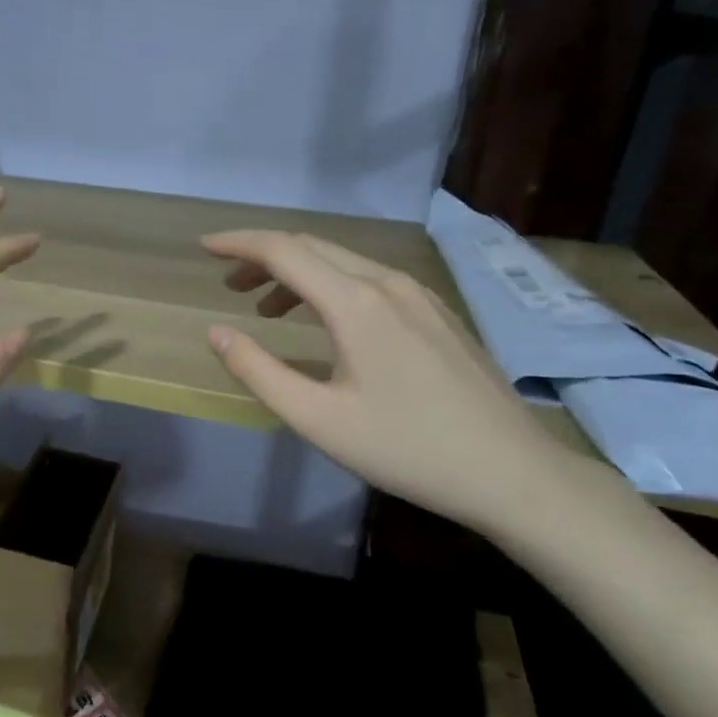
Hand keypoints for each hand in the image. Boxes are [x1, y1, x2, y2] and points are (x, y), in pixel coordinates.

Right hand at [203, 230, 595, 535]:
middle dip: (263, 257)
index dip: (239, 244)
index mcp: (355, 303)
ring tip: (266, 307)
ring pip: (343, 262)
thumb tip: (217, 333)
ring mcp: (418, 294)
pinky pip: (370, 279)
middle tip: (229, 285)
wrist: (512, 472)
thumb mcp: (317, 419)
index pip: (283, 251)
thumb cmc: (406, 448)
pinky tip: (326, 321)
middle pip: (312, 248)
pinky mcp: (436, 312)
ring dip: (297, 273)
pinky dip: (330, 286)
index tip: (205, 248)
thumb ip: (259, 371)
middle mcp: (387, 283)